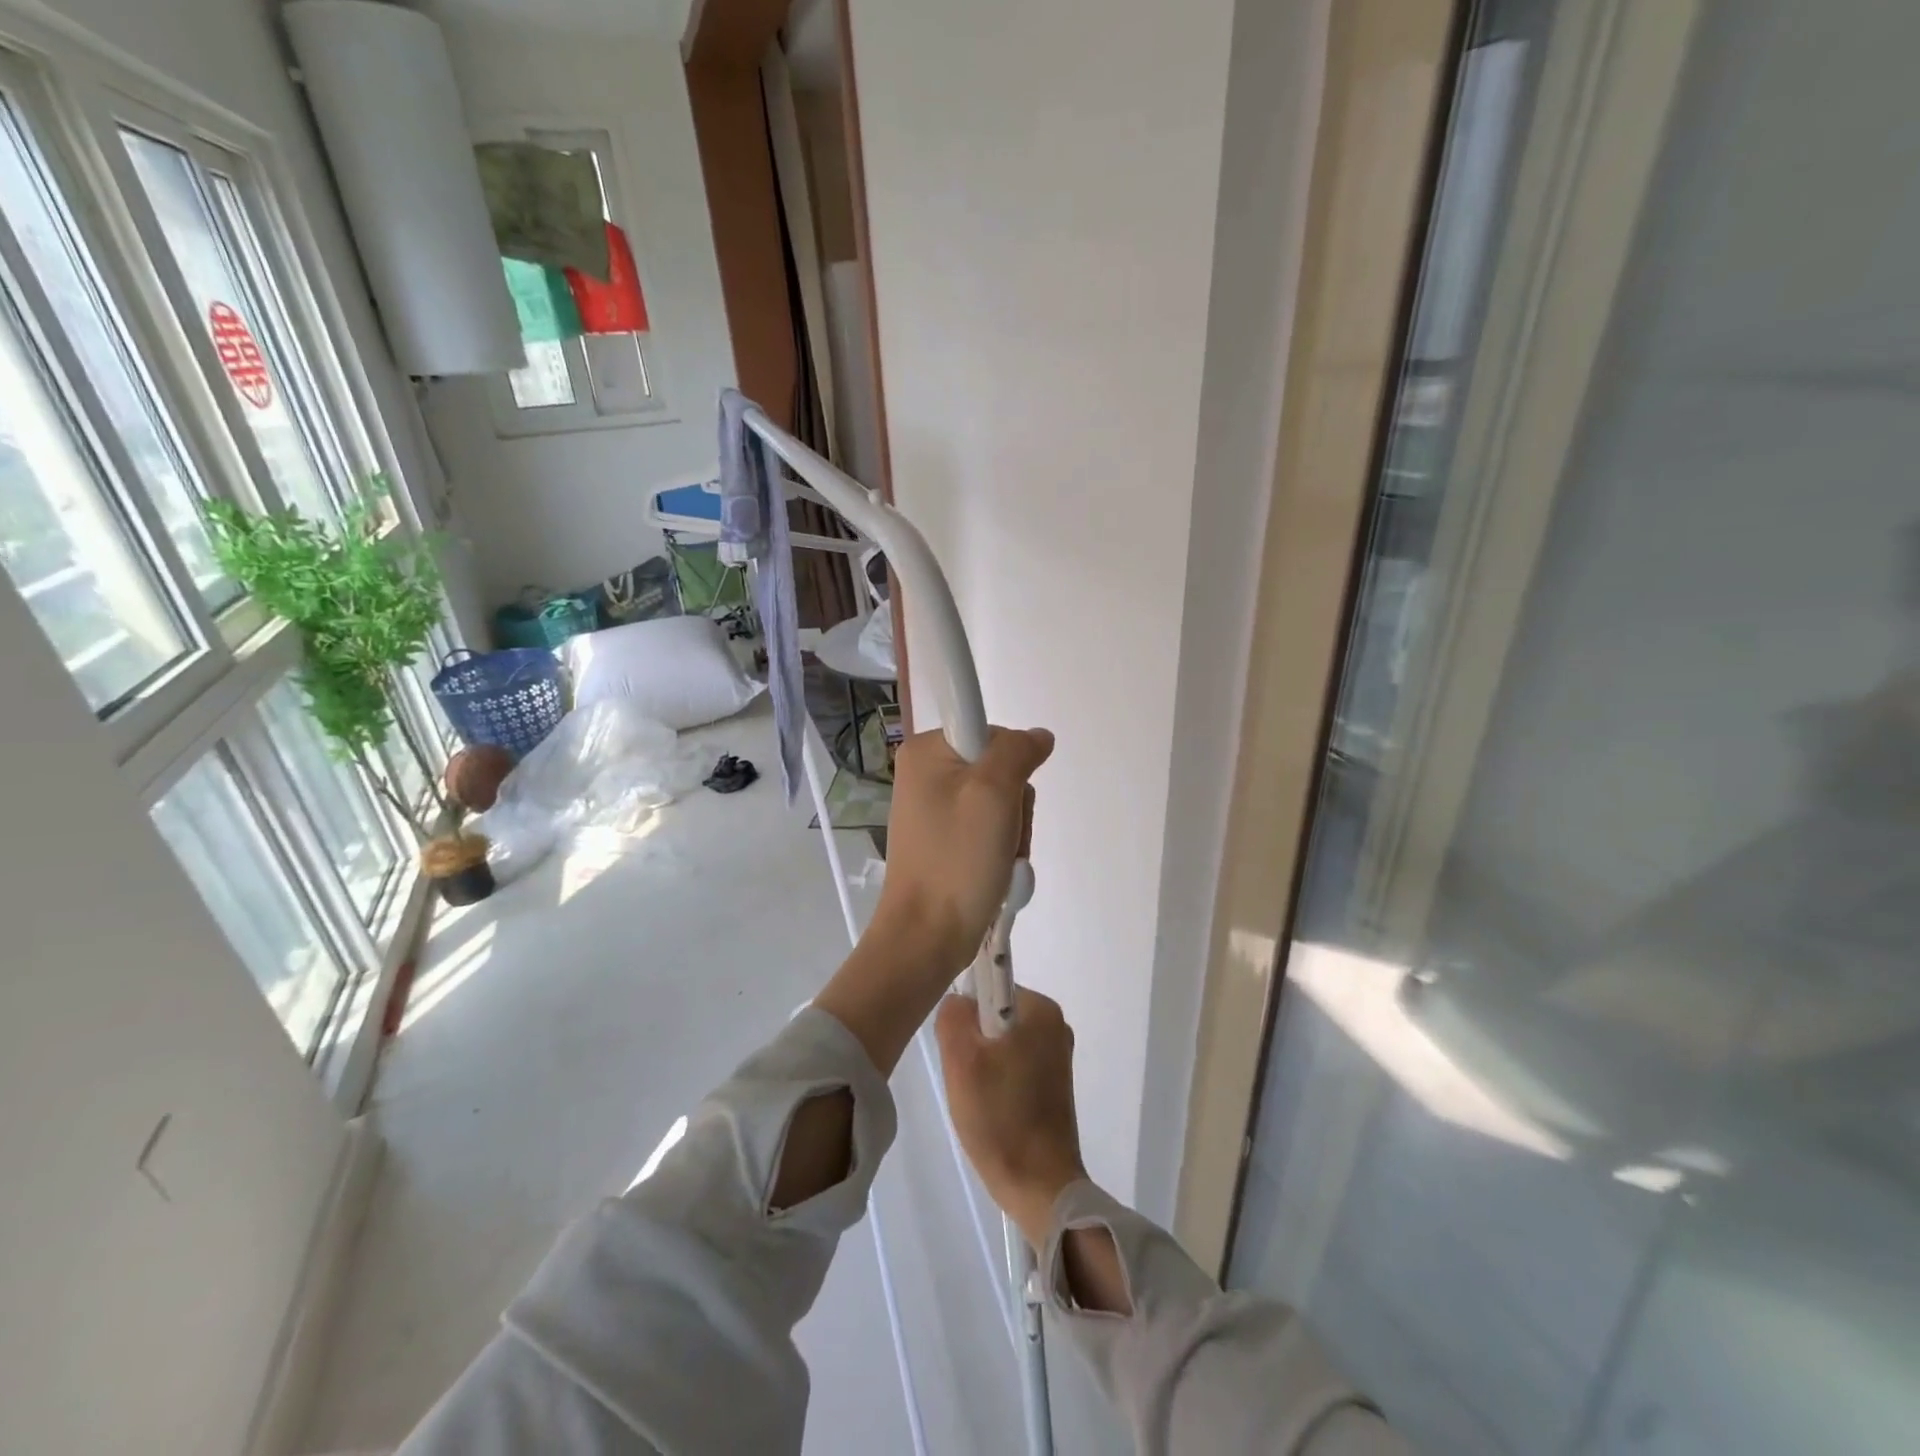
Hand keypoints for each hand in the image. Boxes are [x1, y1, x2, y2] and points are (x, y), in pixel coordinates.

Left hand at [814, 725, 1053, 1079]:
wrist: (927, 936)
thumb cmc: (957, 861)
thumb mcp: (993, 793)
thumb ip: (1017, 752)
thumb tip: (1038, 736)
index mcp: (926, 752)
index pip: (992, 732)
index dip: (1011, 763)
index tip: (1004, 798)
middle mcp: (925, 773)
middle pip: (998, 768)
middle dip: (1014, 805)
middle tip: (1002, 837)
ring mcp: (933, 808)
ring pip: (1000, 801)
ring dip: (1012, 832)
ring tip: (999, 861)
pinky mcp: (943, 839)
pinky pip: (987, 828)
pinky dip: (1000, 849)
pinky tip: (995, 871)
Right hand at [936, 988, 1085, 1246]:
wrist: (1040, 1186)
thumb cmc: (1000, 1117)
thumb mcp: (961, 1060)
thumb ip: (953, 1015)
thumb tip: (958, 1002)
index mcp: (1041, 1010)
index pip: (989, 987)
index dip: (966, 1015)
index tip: (961, 1050)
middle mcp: (1055, 1024)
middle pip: (995, 1015)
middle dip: (974, 1041)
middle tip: (967, 1077)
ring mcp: (1058, 1055)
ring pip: (1002, 1042)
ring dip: (983, 1063)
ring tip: (978, 1097)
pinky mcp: (1056, 1083)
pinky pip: (1015, 1064)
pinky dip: (998, 1080)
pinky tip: (992, 1108)